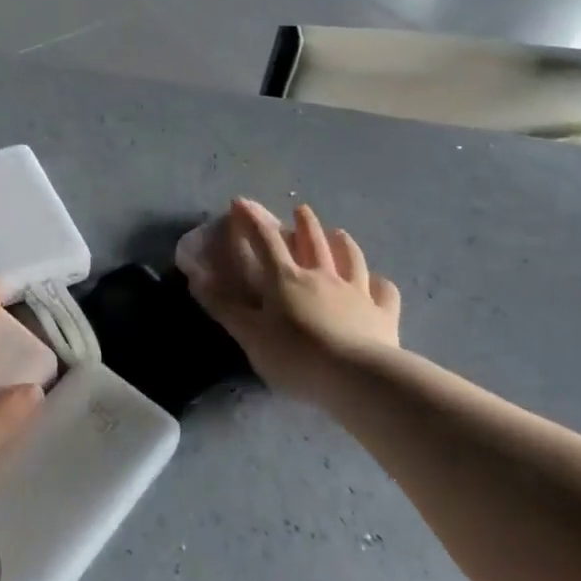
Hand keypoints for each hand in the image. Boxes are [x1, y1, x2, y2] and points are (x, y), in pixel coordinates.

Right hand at [186, 198, 401, 396]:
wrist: (358, 378)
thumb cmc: (297, 357)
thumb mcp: (250, 335)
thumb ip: (224, 306)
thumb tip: (196, 277)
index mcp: (286, 279)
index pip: (265, 240)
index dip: (251, 219)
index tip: (240, 202)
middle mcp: (322, 276)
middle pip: (313, 241)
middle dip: (304, 222)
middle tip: (300, 208)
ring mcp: (357, 292)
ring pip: (351, 258)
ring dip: (343, 243)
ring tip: (340, 233)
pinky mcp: (384, 314)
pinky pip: (384, 291)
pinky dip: (380, 283)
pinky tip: (378, 283)